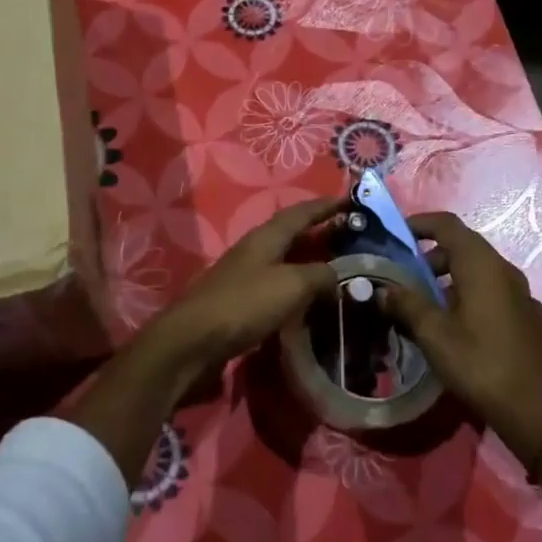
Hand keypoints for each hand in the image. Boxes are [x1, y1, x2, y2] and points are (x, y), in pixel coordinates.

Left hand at [127, 196, 341, 399]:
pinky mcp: (238, 304)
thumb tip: (337, 274)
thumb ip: (319, 275)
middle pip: (290, 235)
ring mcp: (243, 277)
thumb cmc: (243, 305)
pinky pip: (274, 288)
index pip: (300, 213)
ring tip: (335, 270)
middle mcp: (253, 251)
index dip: (325, 206)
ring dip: (307, 262)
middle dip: (318, 233)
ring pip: (283, 262)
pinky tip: (306, 303)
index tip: (349, 199)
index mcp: (265, 237)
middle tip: (349, 237)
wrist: (192, 343)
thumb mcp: (291, 286)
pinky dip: (294, 289)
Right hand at [376, 211, 541, 461]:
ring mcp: (521, 294)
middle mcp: (504, 270)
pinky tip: (455, 326)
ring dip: (448, 278)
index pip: (447, 224)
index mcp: (481, 265)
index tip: (396, 234)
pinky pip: (492, 292)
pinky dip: (468, 294)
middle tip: (404, 276)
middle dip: (430, 256)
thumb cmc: (480, 363)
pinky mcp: (527, 317)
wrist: (536, 411)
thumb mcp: (433, 334)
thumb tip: (384, 289)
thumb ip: (406, 304)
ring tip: (424, 304)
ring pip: (478, 271)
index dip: (420, 223)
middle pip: (463, 247)